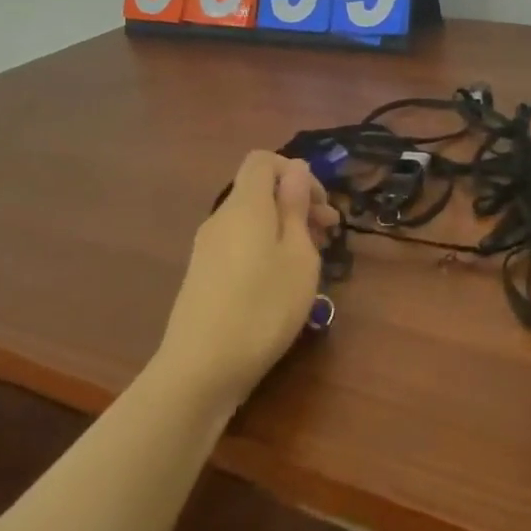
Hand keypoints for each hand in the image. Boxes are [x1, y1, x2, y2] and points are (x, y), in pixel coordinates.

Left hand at [154, 151, 338, 409]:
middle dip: (297, 202)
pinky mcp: (204, 275)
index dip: (295, 171)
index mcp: (245, 206)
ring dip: (285, 228)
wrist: (201, 370)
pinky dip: (266, 248)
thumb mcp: (297, 256)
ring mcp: (208, 248)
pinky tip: (283, 281)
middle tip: (330, 233)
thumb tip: (296, 171)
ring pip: (252, 220)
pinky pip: (240, 243)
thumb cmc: (263, 308)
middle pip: (259, 191)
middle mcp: (221, 218)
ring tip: (313, 260)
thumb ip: (296, 208)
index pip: (263, 160)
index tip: (321, 203)